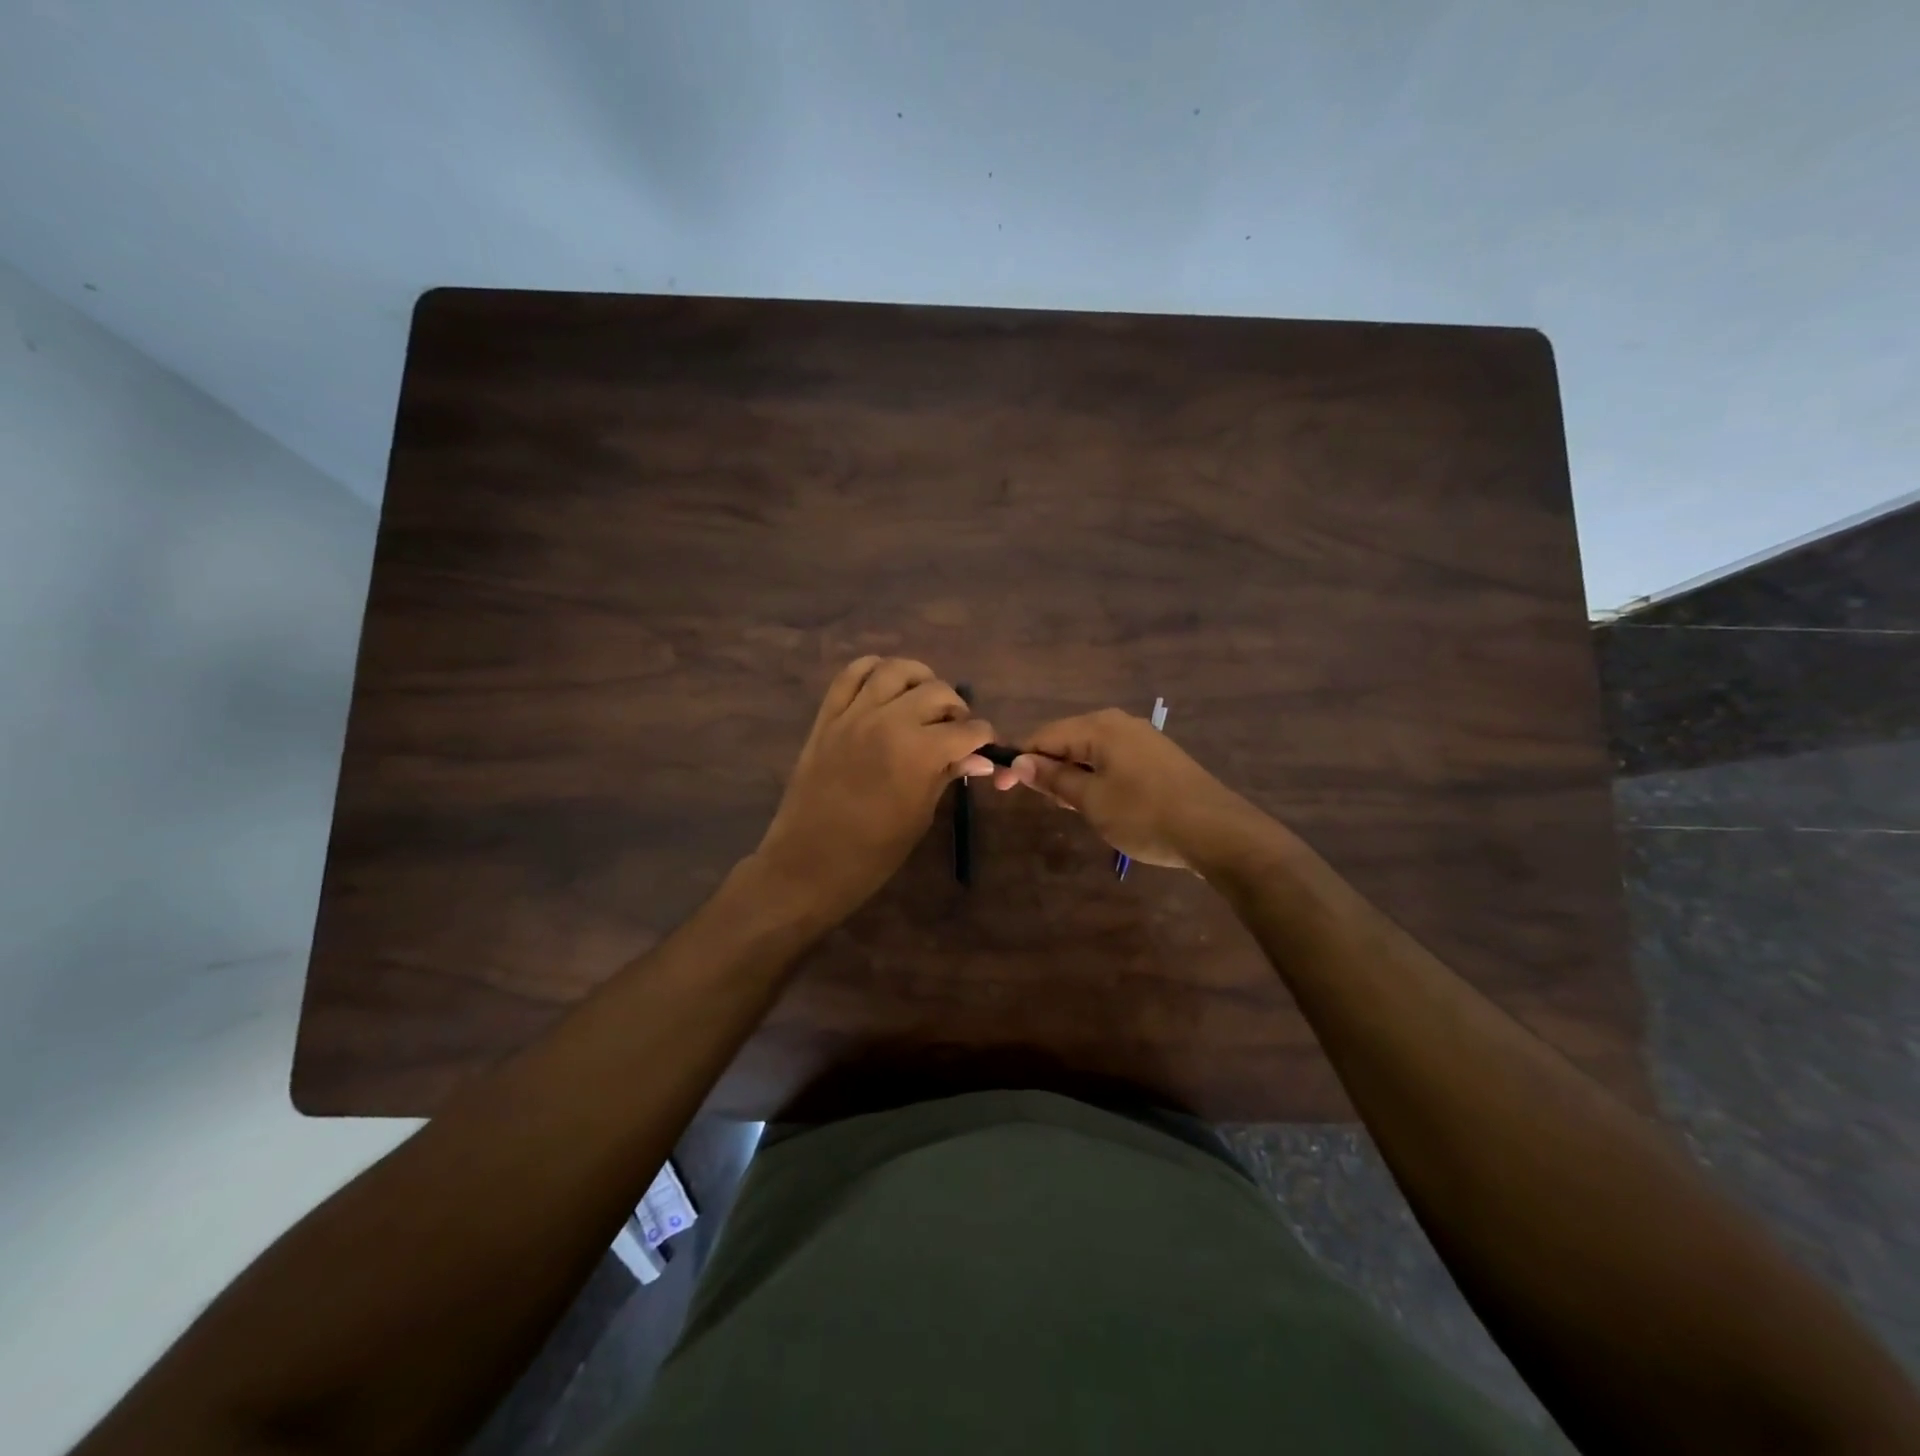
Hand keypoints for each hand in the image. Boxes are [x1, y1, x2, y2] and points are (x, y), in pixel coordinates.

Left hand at [752, 656, 994, 919]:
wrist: (808, 864)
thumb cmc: (872, 853)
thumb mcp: (920, 815)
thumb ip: (947, 776)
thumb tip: (979, 759)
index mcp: (918, 753)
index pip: (966, 730)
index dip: (983, 737)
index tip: (985, 745)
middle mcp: (888, 722)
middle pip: (936, 691)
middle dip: (956, 708)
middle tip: (955, 729)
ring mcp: (853, 715)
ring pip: (895, 670)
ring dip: (919, 679)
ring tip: (923, 700)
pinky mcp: (827, 717)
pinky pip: (850, 675)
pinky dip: (873, 670)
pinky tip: (886, 685)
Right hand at [992, 707, 1258, 869]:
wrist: (1217, 832)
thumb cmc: (1145, 814)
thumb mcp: (1091, 800)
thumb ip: (1054, 778)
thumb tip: (1019, 762)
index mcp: (1099, 727)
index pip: (1043, 736)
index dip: (1018, 761)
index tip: (999, 789)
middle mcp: (1118, 723)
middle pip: (1066, 740)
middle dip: (1046, 768)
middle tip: (1040, 804)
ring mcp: (1141, 738)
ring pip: (1089, 752)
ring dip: (1071, 776)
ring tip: (1069, 808)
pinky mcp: (1156, 757)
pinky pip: (1111, 760)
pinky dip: (1095, 778)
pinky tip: (1100, 803)